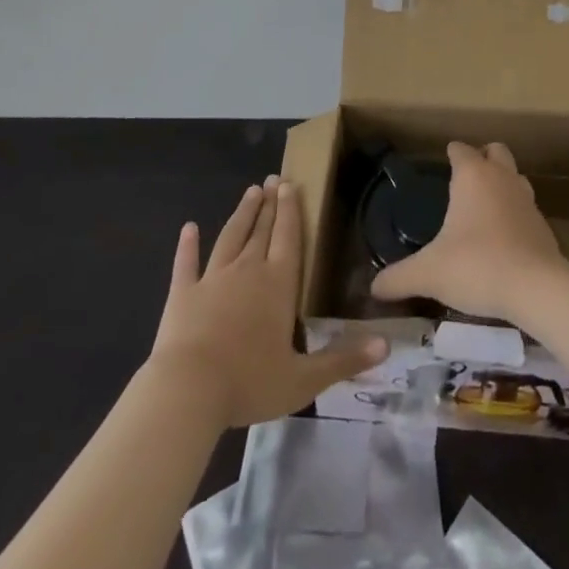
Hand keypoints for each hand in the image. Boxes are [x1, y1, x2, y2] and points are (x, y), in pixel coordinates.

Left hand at [148, 176, 387, 428]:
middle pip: (262, 230)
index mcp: (278, 284)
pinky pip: (186, 263)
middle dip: (269, 204)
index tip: (289, 184)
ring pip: (230, 237)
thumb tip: (386, 345)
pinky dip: (188, 245)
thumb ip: (343, 360)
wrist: (188, 390)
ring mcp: (213, 278)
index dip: (290, 209)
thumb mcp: (304, 380)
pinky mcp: (183, 294)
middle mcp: (248, 270)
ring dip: (242, 214)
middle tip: (272, 178)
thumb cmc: (249, 382)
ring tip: (250, 192)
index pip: (289, 237)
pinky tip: (189, 228)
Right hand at [370, 142, 568, 324]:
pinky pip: (526, 207)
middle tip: (465, 180)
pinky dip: (515, 213)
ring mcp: (527, 198)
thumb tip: (373, 288)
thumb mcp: (429, 273)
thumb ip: (399, 278)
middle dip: (482, 158)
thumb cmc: (477, 265)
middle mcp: (502, 177)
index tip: (443, 162)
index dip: (451, 153)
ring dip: (502, 183)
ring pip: (515, 176)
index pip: (461, 149)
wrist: (536, 287)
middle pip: (495, 151)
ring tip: (484, 207)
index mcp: (473, 175)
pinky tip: (504, 238)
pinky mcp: (543, 224)